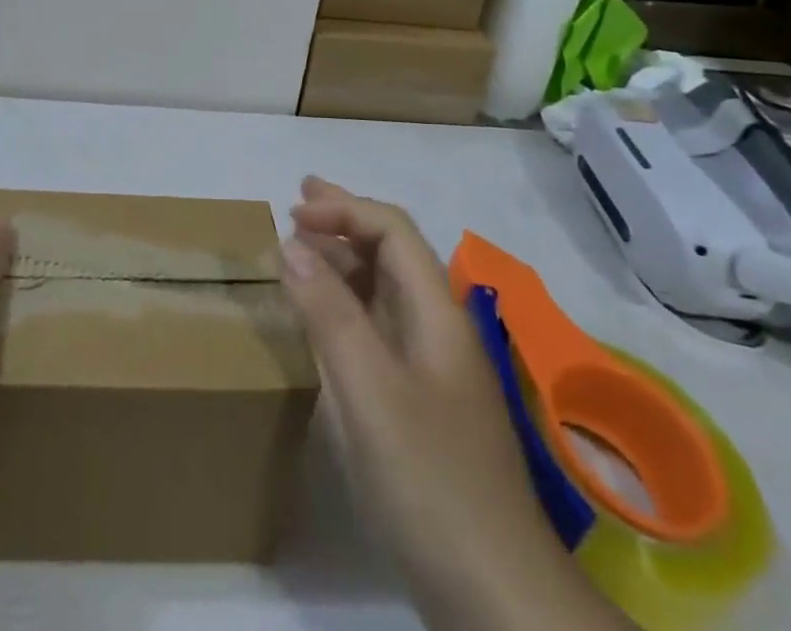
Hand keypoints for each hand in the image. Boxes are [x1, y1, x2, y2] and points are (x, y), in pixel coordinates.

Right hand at [283, 178, 629, 630]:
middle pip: (392, 253)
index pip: (393, 231)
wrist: (498, 597)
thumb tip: (292, 244)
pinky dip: (346, 306)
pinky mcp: (423, 408)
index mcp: (437, 313)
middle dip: (346, 220)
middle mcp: (439, 330)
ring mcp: (434, 371)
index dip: (344, 209)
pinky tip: (324, 319)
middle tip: (300, 200)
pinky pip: (379, 331)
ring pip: (385, 292)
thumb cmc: (430, 479)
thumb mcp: (369, 390)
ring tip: (303, 247)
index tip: (293, 213)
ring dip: (344, 260)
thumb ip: (329, 313)